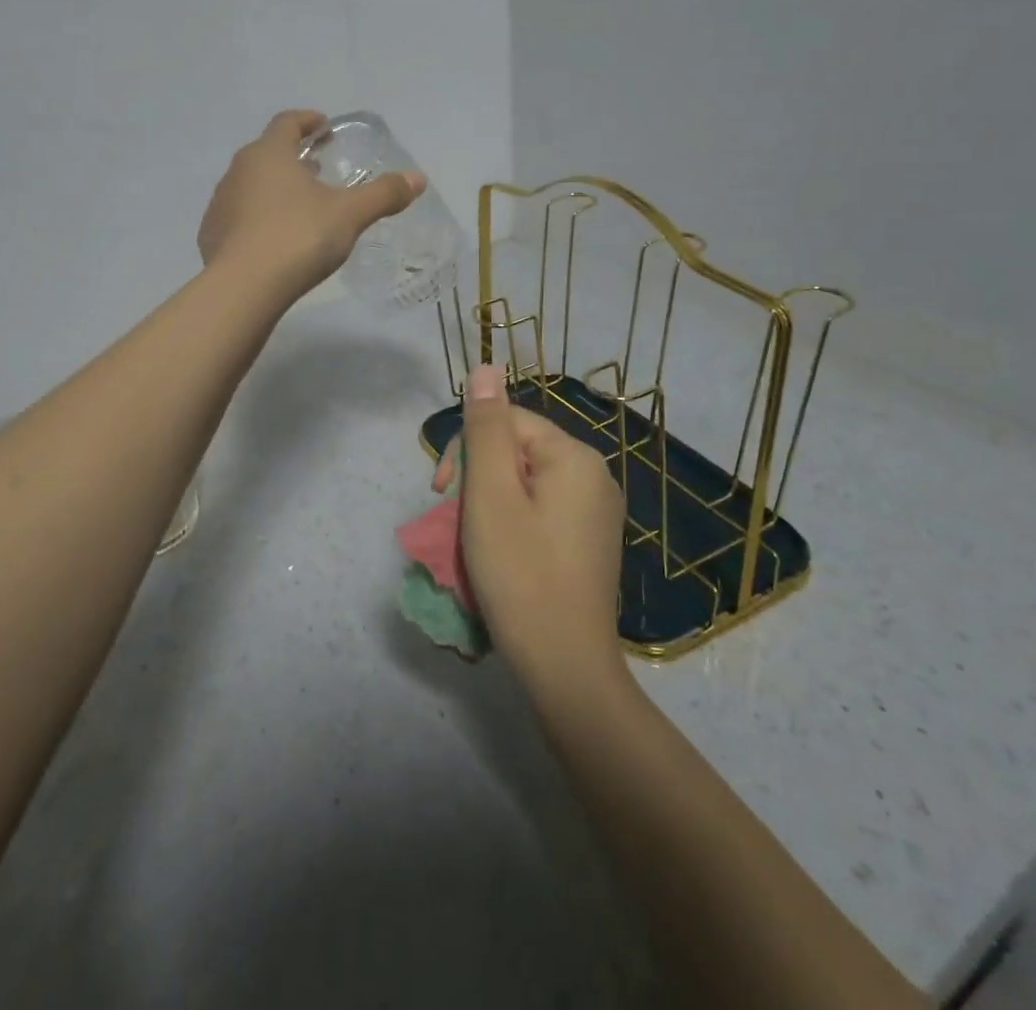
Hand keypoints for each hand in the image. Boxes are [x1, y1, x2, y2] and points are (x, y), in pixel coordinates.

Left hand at [198, 110, 422, 299]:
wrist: (243, 287)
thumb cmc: (299, 237)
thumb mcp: (349, 215)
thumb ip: (383, 195)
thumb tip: (418, 179)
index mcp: (270, 153)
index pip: (287, 122)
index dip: (308, 121)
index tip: (324, 127)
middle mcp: (239, 170)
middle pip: (267, 152)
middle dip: (292, 156)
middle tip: (317, 167)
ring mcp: (221, 202)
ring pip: (250, 184)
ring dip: (273, 187)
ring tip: (298, 204)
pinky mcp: (211, 234)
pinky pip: (238, 215)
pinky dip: (257, 217)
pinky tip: (273, 238)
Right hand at [455, 364, 627, 688]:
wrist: (566, 668)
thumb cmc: (521, 574)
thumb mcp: (491, 495)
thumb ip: (486, 428)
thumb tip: (485, 367)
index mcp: (574, 457)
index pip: (506, 422)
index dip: (465, 450)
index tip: (439, 492)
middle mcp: (595, 476)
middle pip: (517, 452)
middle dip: (477, 479)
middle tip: (455, 523)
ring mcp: (596, 513)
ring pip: (524, 484)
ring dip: (489, 504)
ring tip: (473, 543)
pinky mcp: (590, 543)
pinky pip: (541, 512)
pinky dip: (511, 524)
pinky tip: (500, 556)